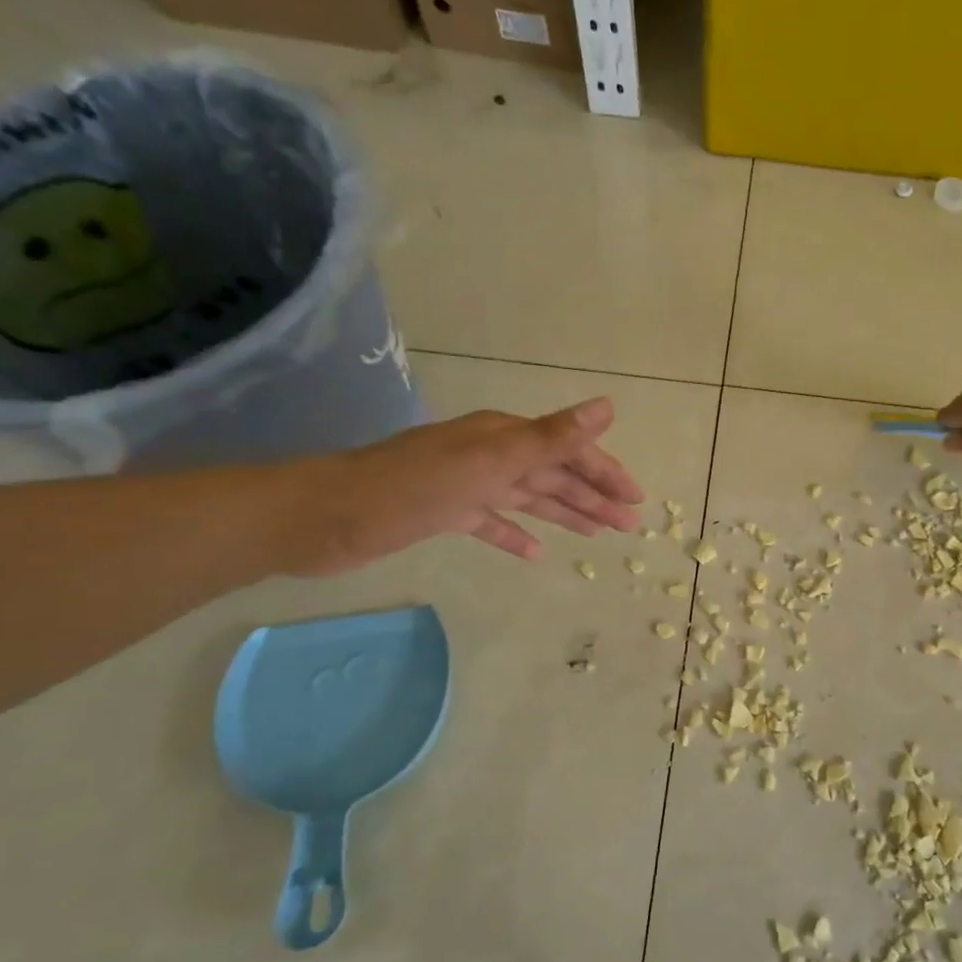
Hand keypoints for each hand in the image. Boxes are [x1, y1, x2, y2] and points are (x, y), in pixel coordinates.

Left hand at [290, 398, 643, 573]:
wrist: (325, 517)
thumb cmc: (413, 487)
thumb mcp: (491, 461)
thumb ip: (551, 437)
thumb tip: (607, 407)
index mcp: (503, 437)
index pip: (568, 451)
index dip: (605, 472)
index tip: (636, 499)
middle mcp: (489, 454)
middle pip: (553, 474)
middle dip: (592, 496)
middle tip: (628, 524)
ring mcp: (466, 484)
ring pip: (528, 497)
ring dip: (564, 512)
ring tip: (598, 534)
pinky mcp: (444, 512)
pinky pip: (492, 522)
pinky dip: (515, 534)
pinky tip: (535, 553)